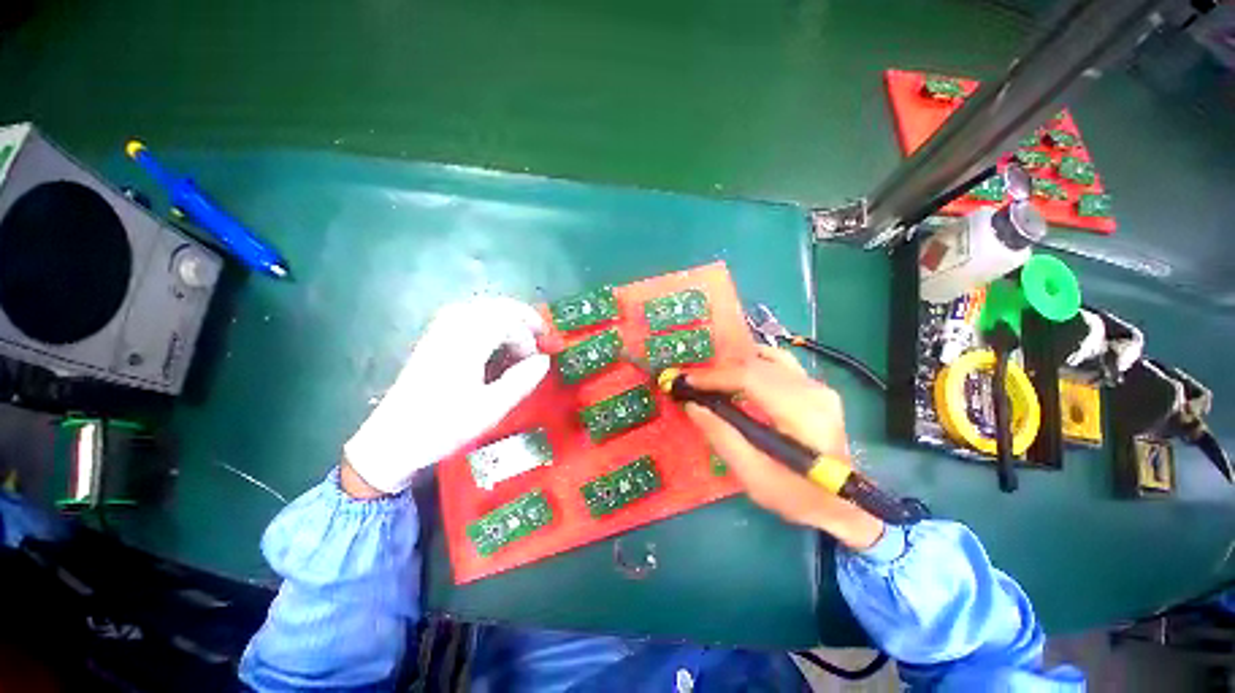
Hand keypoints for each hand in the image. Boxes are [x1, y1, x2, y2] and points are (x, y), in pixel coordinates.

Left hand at [343, 296, 549, 494]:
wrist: (393, 441)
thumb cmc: (443, 427)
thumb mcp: (490, 409)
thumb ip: (521, 381)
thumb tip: (544, 360)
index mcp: (465, 345)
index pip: (506, 322)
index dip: (528, 338)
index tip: (536, 360)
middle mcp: (451, 331)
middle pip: (493, 306)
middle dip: (522, 316)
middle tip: (541, 333)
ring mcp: (439, 333)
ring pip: (479, 307)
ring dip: (506, 316)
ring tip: (521, 333)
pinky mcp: (433, 340)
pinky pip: (465, 315)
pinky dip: (487, 319)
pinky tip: (493, 336)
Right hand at [683, 346, 883, 549]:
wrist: (843, 504)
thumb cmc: (797, 496)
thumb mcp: (754, 476)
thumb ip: (722, 437)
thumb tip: (693, 406)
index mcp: (802, 413)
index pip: (750, 377)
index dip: (714, 376)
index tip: (686, 381)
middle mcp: (813, 390)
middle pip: (756, 363)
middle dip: (718, 370)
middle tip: (692, 382)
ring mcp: (817, 385)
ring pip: (766, 358)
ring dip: (733, 365)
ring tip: (710, 380)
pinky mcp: (814, 387)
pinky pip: (776, 364)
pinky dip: (751, 365)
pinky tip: (736, 376)